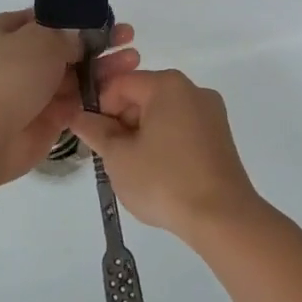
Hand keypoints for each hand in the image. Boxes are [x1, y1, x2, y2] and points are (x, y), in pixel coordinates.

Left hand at [0, 9, 138, 184]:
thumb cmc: (9, 77)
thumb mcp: (40, 40)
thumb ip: (67, 34)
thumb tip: (81, 38)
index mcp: (9, 31)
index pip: (49, 18)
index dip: (78, 17)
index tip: (108, 17)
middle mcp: (21, 58)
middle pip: (67, 47)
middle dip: (98, 43)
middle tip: (129, 39)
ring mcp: (35, 89)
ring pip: (76, 74)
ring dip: (103, 68)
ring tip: (134, 61)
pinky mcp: (49, 117)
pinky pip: (78, 102)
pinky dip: (97, 95)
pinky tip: (123, 88)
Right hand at [67, 69, 263, 240]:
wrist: (222, 217)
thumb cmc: (164, 181)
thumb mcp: (119, 157)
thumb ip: (95, 131)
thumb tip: (79, 116)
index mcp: (168, 85)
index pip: (119, 84)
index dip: (99, 108)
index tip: (94, 139)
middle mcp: (193, 90)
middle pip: (143, 96)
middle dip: (121, 123)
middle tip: (111, 158)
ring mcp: (211, 113)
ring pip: (162, 114)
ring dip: (141, 135)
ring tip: (135, 170)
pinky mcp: (220, 137)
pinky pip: (182, 130)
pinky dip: (164, 144)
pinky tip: (159, 174)